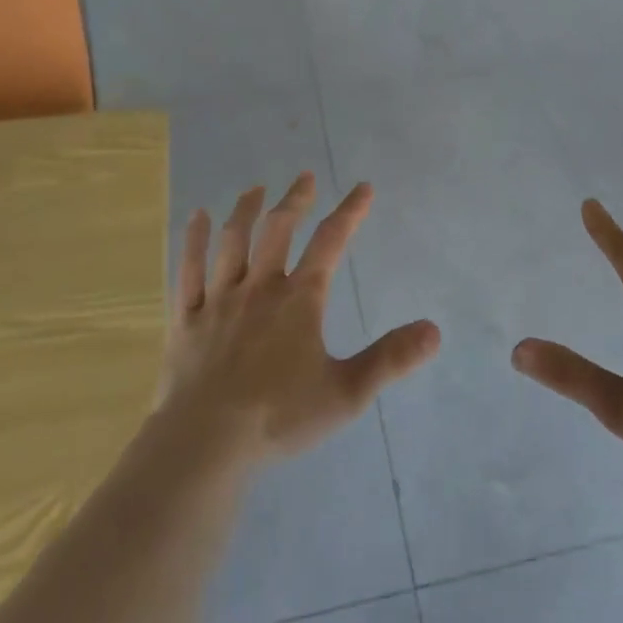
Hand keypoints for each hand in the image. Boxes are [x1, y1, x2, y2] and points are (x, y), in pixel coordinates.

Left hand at [156, 173, 440, 466]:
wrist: (204, 445)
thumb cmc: (278, 418)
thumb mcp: (346, 393)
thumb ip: (390, 359)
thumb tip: (434, 330)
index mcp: (299, 300)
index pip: (330, 242)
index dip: (349, 212)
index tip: (363, 188)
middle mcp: (259, 288)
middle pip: (278, 230)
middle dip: (295, 200)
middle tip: (305, 177)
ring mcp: (219, 300)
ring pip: (232, 241)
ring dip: (246, 210)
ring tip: (256, 189)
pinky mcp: (188, 319)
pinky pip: (189, 270)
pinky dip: (193, 240)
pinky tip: (196, 217)